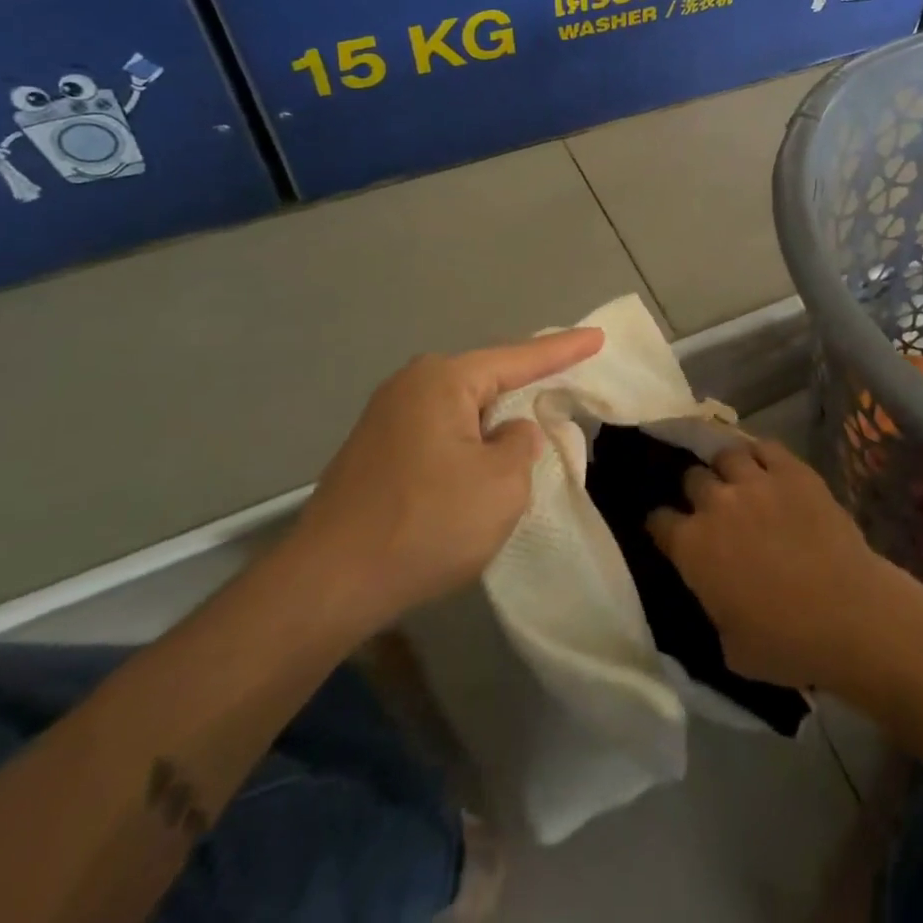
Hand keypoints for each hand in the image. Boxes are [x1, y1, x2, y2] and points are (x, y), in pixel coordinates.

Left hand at [288, 328, 604, 625]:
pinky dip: (467, 444)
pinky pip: (439, 434)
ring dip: (494, 423)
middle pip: (486, 379)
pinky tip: (477, 467)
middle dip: (525, 386)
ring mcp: (385, 419)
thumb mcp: (500, 485)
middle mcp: (410, 386)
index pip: (519, 358)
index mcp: (443, 381)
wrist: (326, 586)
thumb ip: (521, 446)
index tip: (597, 336)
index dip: (563, 350)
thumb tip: (510, 433)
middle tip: (565, 381)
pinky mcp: (374, 454)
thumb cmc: (425, 524)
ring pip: (461, 410)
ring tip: (527, 430)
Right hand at [648, 439, 897, 689]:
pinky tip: (766, 468)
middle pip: (692, 478)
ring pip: (726, 454)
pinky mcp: (793, 470)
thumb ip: (710, 605)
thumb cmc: (786, 644)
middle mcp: (716, 503)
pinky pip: (766, 447)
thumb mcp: (728, 645)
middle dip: (696, 492)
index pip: (658, 521)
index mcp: (692, 547)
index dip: (662, 526)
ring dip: (726, 468)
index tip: (670, 533)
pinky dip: (761, 455)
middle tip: (711, 508)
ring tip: (738, 480)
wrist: (850, 615)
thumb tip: (712, 590)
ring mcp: (756, 480)